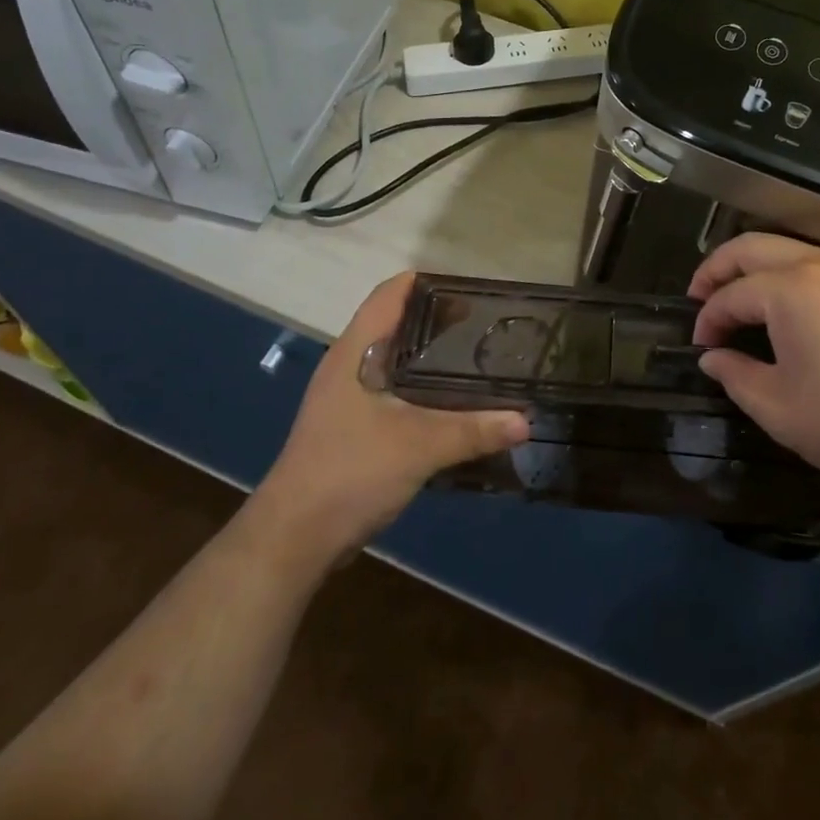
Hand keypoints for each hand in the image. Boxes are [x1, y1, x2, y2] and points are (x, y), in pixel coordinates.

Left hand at [251, 273, 527, 563]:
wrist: (294, 537)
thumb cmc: (350, 472)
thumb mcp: (419, 447)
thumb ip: (474, 430)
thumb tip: (525, 420)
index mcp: (354, 353)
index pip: (388, 295)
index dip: (424, 282)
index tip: (468, 286)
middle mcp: (347, 366)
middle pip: (394, 325)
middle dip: (436, 320)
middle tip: (484, 323)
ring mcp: (346, 398)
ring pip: (394, 361)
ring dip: (429, 357)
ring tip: (474, 358)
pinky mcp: (351, 428)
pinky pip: (392, 391)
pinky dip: (421, 388)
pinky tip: (450, 402)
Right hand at [688, 234, 819, 497]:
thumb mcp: (779, 408)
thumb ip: (735, 377)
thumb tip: (712, 358)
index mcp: (789, 289)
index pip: (730, 295)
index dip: (707, 321)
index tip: (698, 348)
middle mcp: (816, 264)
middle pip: (751, 247)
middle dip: (716, 269)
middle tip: (698, 298)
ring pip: (783, 247)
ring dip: (751, 266)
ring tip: (734, 297)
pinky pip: (811, 261)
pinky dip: (782, 273)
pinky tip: (780, 305)